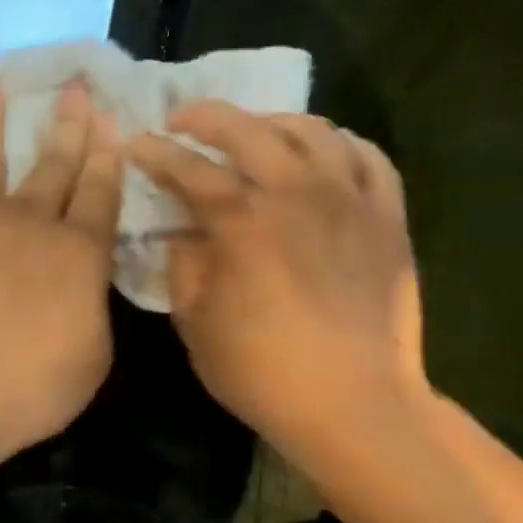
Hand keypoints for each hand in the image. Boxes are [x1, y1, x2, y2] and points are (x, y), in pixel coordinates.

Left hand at [0, 79, 122, 469]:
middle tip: (75, 90)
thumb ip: (91, 309)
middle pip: (55, 167)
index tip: (112, 126)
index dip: (109, 162)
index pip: (101, 197)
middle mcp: (34, 225)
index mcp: (80, 255)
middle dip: (69, 128)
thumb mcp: (91, 357)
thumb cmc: (29, 388)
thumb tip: (83, 285)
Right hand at [127, 101, 425, 454]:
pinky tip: (322, 152)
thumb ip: (184, 265)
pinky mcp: (387, 219)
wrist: (355, 405)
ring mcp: (350, 201)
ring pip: (313, 131)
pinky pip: (369, 158)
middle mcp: (297, 194)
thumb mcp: (196, 324)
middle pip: (249, 130)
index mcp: (243, 223)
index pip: (188, 170)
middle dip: (207, 117)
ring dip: (272, 122)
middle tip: (182, 120)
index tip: (134, 146)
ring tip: (253, 131)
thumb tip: (183, 231)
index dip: (155, 154)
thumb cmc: (263, 372)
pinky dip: (340, 144)